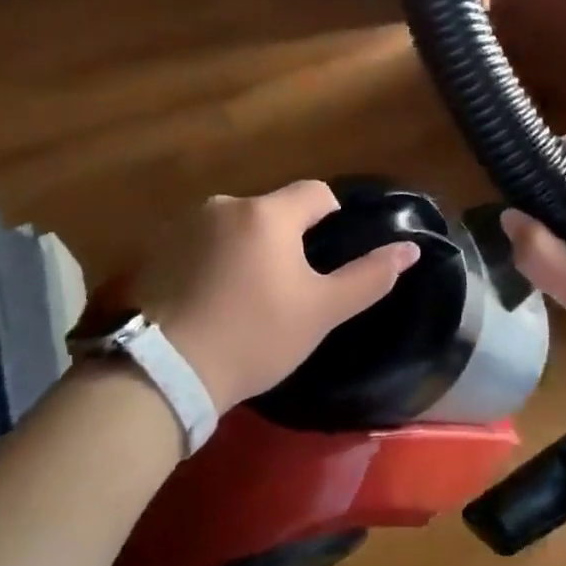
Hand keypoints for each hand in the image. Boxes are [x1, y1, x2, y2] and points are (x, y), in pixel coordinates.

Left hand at [133, 180, 419, 410]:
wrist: (164, 372)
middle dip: (285, 240)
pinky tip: (207, 301)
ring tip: (242, 299)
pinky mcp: (155, 249)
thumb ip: (369, 276)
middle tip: (285, 290)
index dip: (330, 218)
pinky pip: (200, 243)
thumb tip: (411, 248)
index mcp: (268, 213)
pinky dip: (211, 261)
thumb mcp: (321, 311)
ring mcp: (184, 225)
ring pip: (235, 226)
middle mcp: (225, 205)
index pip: (315, 192)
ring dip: (246, 248)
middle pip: (272, 211)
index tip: (324, 259)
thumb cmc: (254, 337)